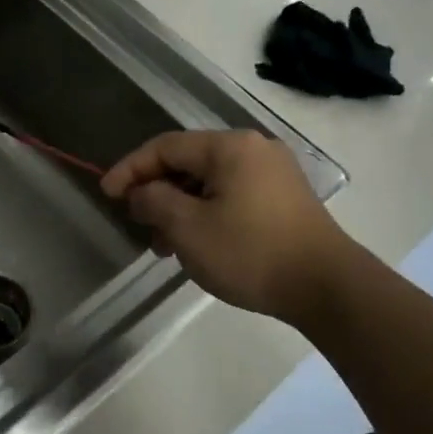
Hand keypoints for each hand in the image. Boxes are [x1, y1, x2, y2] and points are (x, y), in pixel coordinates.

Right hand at [100, 129, 360, 324]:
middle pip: (188, 162)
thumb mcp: (189, 228)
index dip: (131, 168)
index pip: (165, 147)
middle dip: (157, 192)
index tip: (106, 194)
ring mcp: (273, 173)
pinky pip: (232, 195)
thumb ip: (155, 201)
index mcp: (229, 147)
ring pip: (210, 182)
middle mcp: (253, 149)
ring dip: (180, 208)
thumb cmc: (251, 252)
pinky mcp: (284, 197)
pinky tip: (198, 244)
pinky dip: (206, 213)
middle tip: (139, 225)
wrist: (326, 286)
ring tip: (165, 246)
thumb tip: (141, 192)